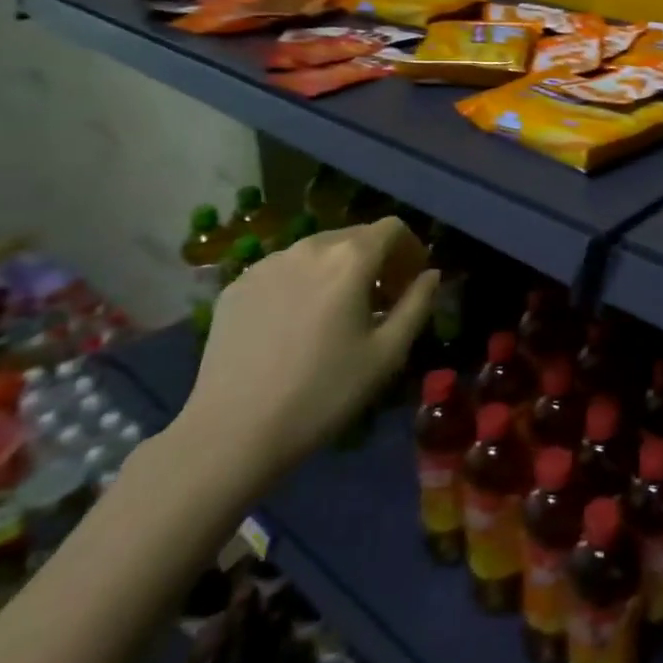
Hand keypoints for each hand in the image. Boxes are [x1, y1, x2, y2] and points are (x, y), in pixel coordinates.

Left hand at [174, 218, 438, 486]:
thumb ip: (417, 304)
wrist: (231, 434)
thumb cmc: (322, 394)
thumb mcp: (387, 354)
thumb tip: (431, 274)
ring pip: (317, 250)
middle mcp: (309, 248)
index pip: (392, 228)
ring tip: (336, 311)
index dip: (410, 249)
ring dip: (338, 269)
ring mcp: (267, 264)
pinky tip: (296, 323)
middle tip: (380, 300)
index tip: (410, 282)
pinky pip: (283, 269)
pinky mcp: (237, 286)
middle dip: (376, 259)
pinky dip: (302, 282)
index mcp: (350, 259)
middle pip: (355, 235)